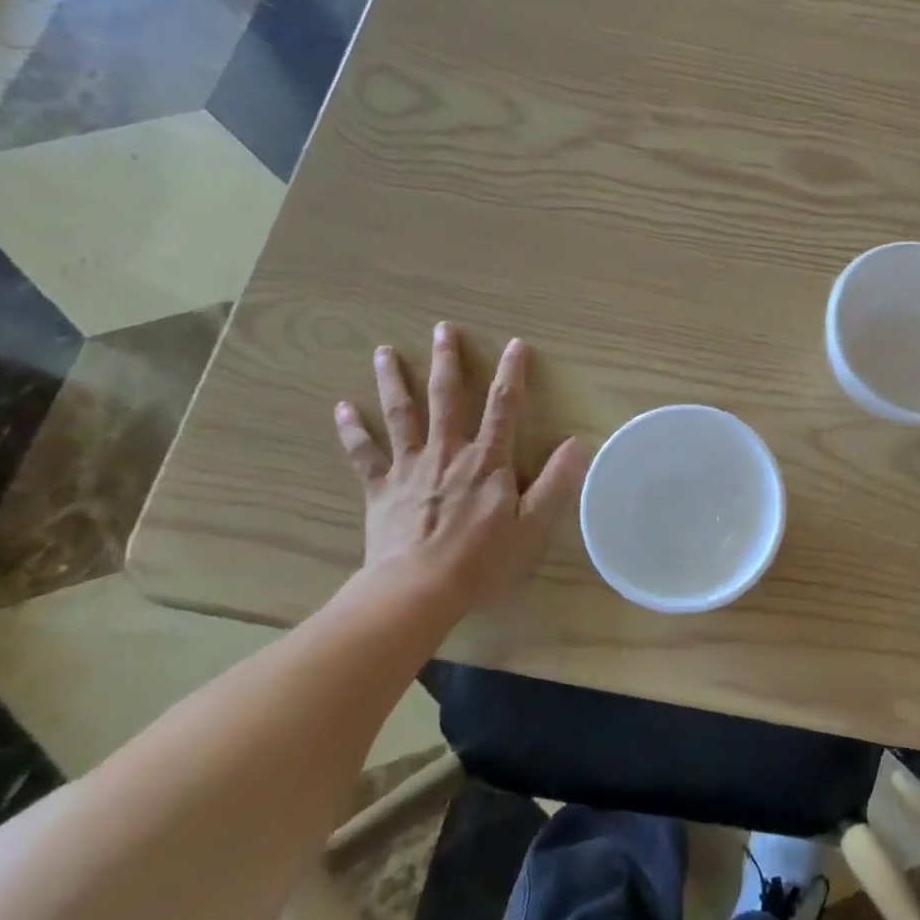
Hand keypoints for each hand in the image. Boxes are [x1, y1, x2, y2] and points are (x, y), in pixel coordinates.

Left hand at [334, 324, 585, 613]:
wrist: (416, 590)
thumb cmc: (480, 559)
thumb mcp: (531, 524)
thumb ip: (555, 482)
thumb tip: (578, 443)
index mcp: (486, 460)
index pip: (503, 406)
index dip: (511, 373)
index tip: (516, 344)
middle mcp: (447, 452)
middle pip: (446, 398)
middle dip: (447, 361)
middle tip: (443, 329)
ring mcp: (409, 467)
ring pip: (401, 415)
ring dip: (393, 381)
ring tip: (384, 351)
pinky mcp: (380, 488)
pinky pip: (364, 454)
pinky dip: (352, 430)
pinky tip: (342, 408)